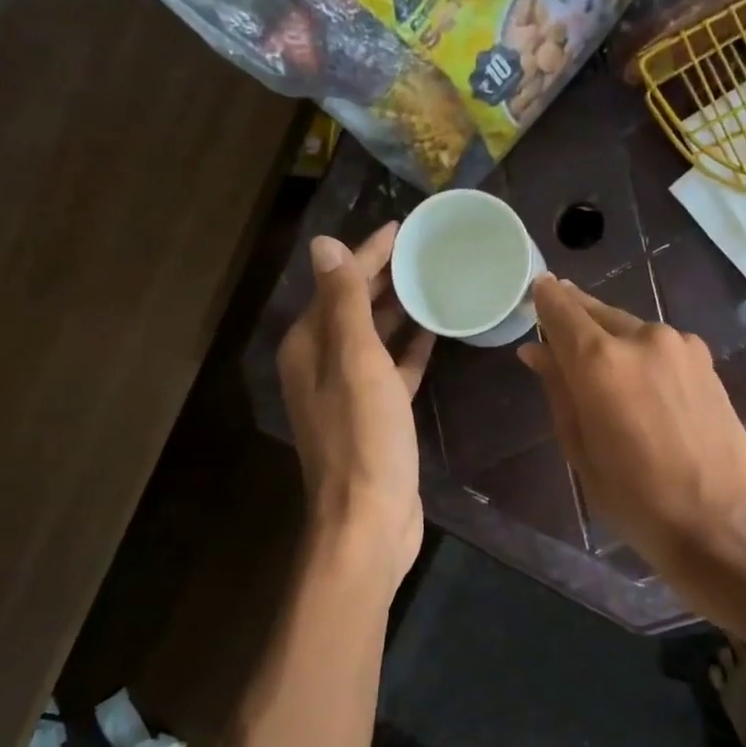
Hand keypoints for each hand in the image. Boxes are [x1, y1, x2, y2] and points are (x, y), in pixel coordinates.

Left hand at [277, 223, 434, 589]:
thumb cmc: (364, 437)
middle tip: (427, 251)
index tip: (404, 227)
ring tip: (435, 282)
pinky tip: (435, 333)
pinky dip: (409, 350)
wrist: (369, 519)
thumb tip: (324, 245)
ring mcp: (348, 392)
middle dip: (386, 277)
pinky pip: (392, 369)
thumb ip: (344, 303)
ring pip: (374, 338)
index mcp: (309, 346)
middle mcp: (322, 364)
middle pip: (354, 307)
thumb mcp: (356, 362)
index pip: (339, 284)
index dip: (370, 253)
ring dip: (399, 311)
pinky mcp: (376, 416)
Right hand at [517, 276, 745, 577]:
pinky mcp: (705, 360)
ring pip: (630, 326)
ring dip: (609, 336)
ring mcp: (680, 345)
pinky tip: (639, 380)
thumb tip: (536, 351)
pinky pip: (659, 344)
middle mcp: (641, 337)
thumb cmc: (636, 499)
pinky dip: (640, 351)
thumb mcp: (581, 449)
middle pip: (597, 311)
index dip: (544, 299)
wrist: (721, 520)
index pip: (561, 310)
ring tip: (599, 366)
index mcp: (600, 361)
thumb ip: (558, 390)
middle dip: (574, 315)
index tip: (535, 293)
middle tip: (557, 327)